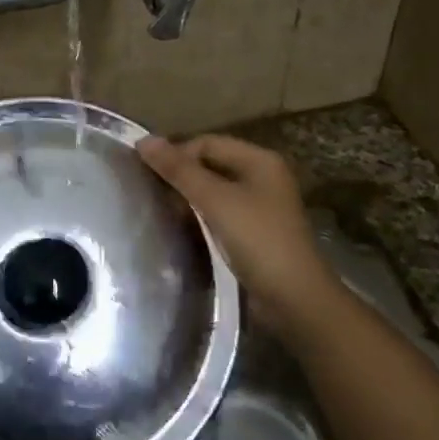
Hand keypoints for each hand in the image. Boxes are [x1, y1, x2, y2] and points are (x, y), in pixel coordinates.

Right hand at [139, 135, 335, 327]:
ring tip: (161, 211)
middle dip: (181, 176)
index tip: (149, 176)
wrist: (294, 298)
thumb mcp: (215, 200)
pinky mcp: (254, 232)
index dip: (177, 154)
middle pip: (211, 165)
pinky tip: (182, 229)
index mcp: (259, 160)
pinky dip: (200, 217)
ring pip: (214, 191)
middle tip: (151, 194)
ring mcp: (260, 206)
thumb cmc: (258, 240)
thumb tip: (144, 140)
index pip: (207, 143)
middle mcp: (262, 177)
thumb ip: (179, 170)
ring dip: (188, 198)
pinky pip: (220, 213)